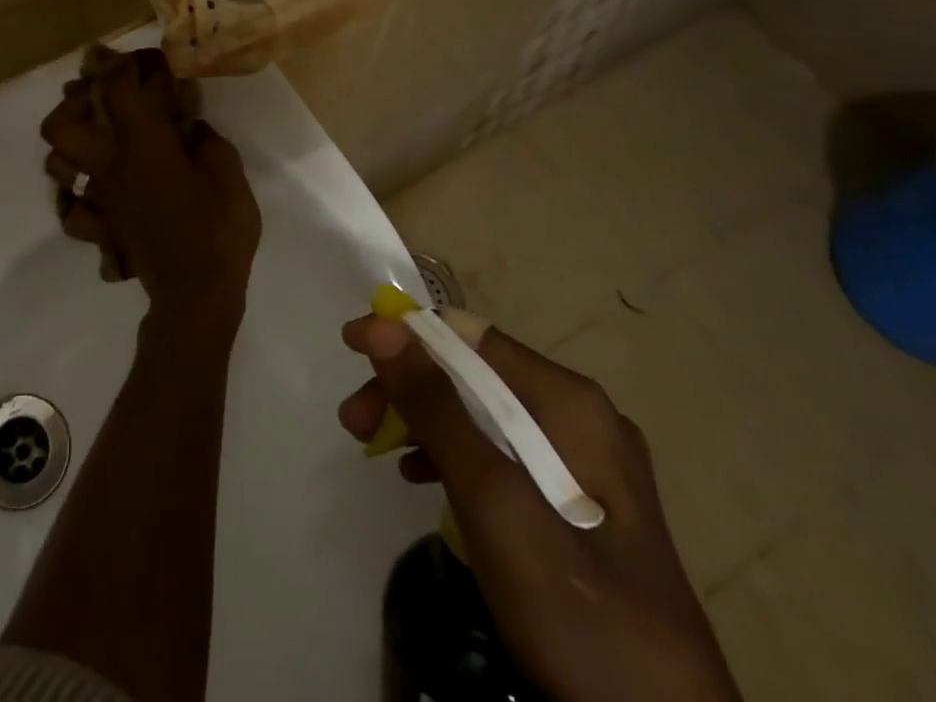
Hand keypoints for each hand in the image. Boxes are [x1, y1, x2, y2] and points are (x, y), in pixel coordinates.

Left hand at [40, 49, 260, 328]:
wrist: (195, 295)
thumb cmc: (217, 229)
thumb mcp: (228, 173)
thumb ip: (206, 140)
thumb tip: (188, 125)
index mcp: (141, 146)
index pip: (116, 90)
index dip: (126, 66)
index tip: (145, 61)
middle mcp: (109, 167)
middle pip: (60, 126)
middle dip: (73, 103)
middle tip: (99, 97)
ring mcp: (98, 199)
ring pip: (56, 165)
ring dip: (70, 145)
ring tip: (95, 137)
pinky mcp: (100, 227)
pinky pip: (71, 209)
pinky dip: (76, 196)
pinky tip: (96, 188)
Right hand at [338, 315, 740, 701]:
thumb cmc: (577, 610)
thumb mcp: (494, 503)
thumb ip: (436, 408)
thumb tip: (380, 324)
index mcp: (570, 402)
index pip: (468, 334)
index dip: (403, 334)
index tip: (350, 350)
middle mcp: (581, 416)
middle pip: (472, 373)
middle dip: (408, 387)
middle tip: (355, 422)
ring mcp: (585, 461)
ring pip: (482, 412)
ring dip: (423, 420)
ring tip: (375, 450)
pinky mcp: (580, 504)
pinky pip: (502, 452)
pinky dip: (455, 455)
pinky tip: (423, 480)